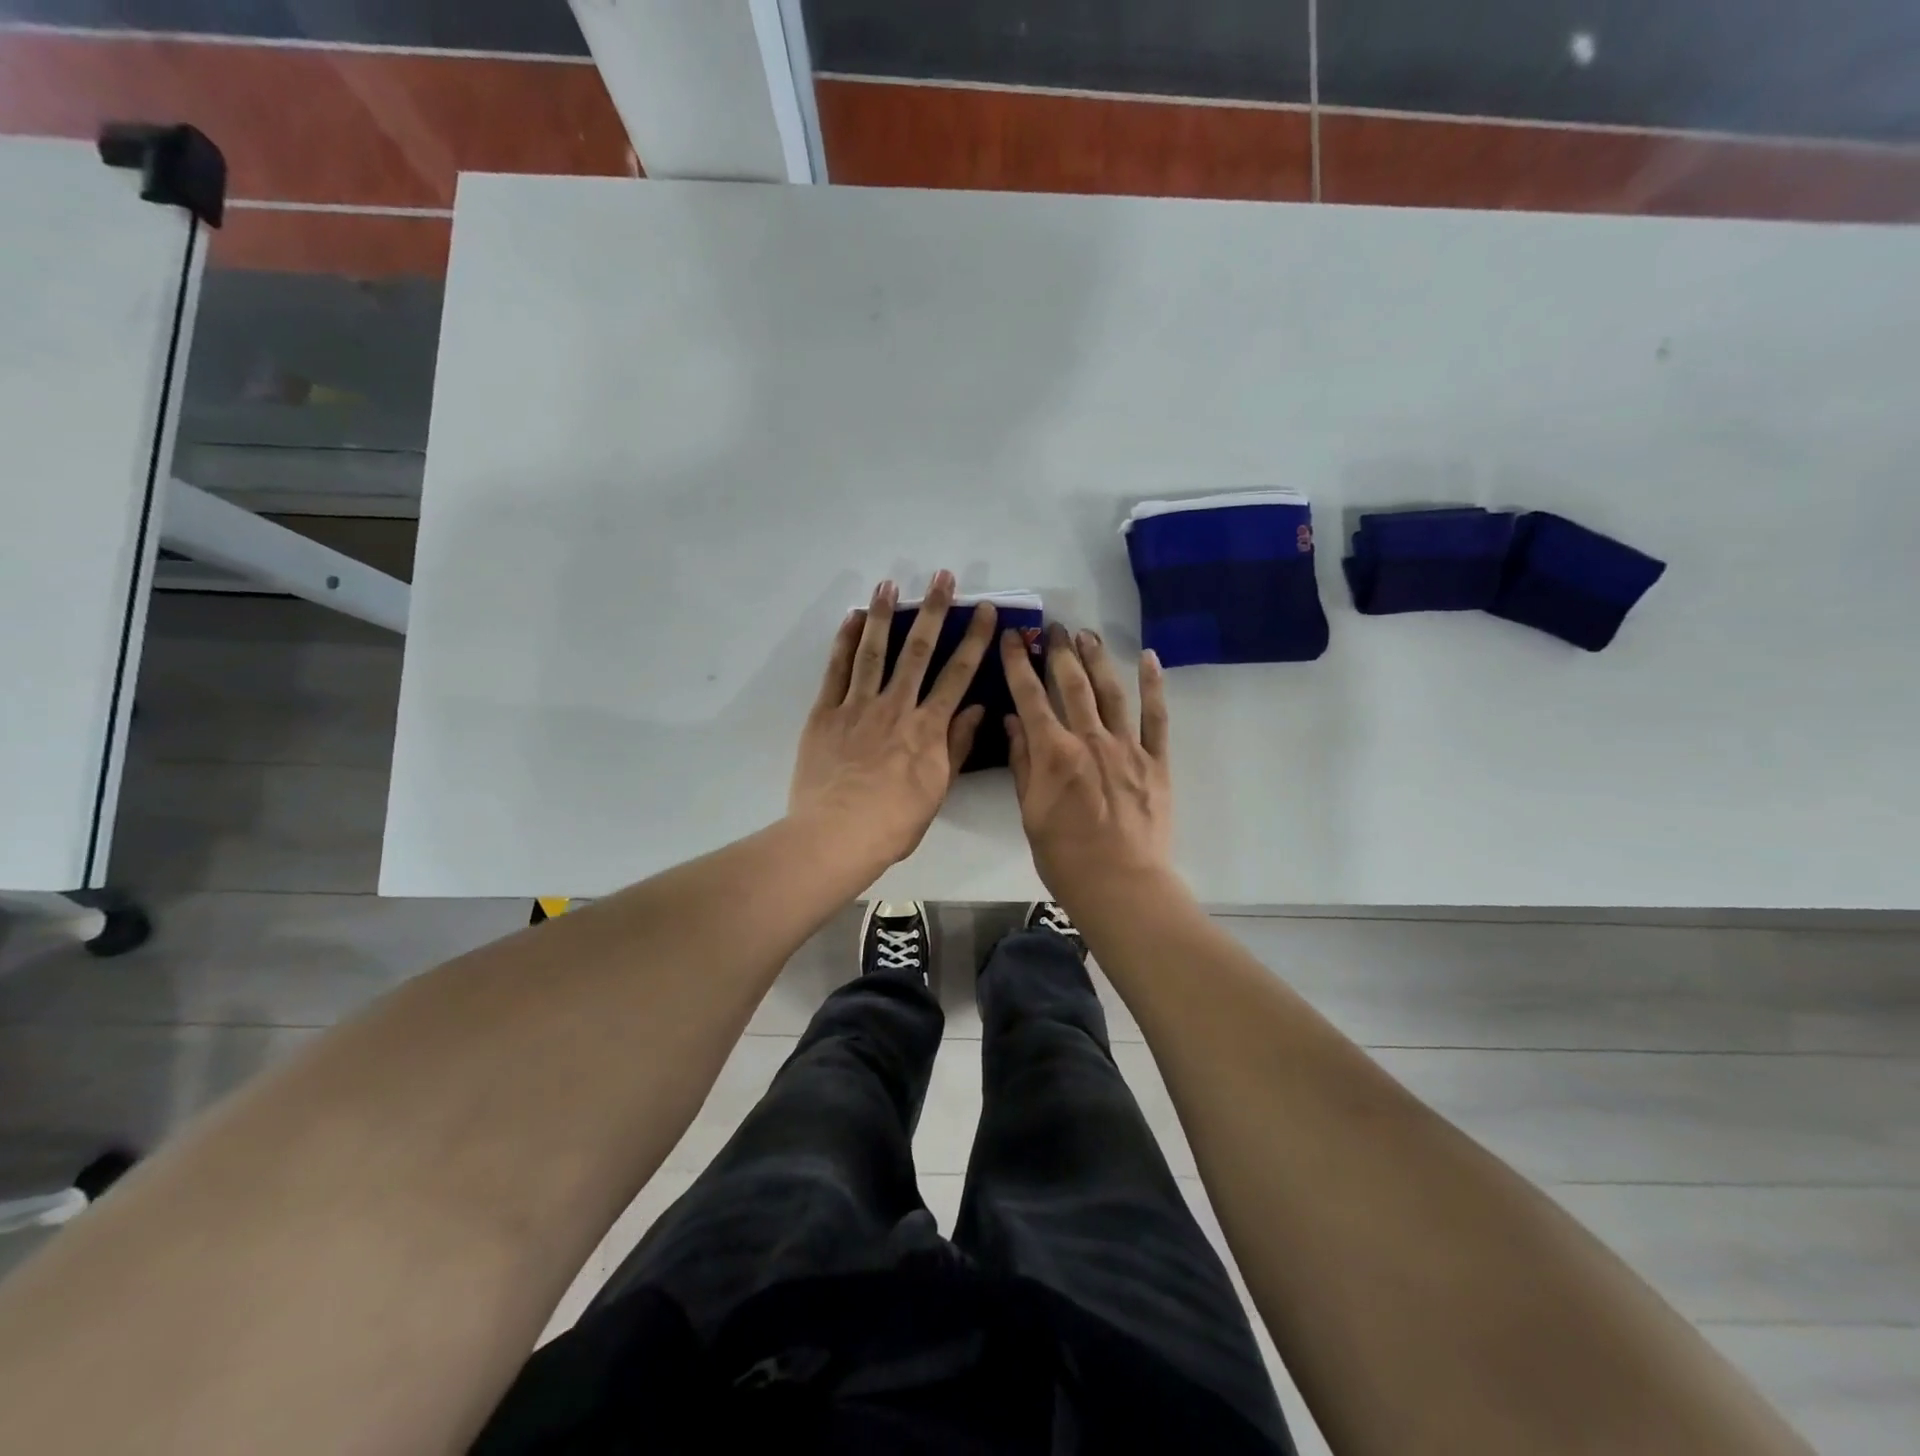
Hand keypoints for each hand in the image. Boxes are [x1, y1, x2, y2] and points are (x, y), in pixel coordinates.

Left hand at [790, 571, 996, 867]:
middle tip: (942, 577)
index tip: (985, 611)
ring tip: (889, 583)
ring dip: (883, 615)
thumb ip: (956, 746)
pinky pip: (836, 671)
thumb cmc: (894, 822)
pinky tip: (851, 619)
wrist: (837, 836)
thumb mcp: (937, 790)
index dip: (974, 640)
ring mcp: (857, 706)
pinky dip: (844, 643)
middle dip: (933, 611)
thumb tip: (976, 709)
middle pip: (918, 651)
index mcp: (928, 728)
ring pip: (873, 651)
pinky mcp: (825, 713)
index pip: (958, 675)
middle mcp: (896, 707)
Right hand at [1002, 624, 1174, 904]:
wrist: (1120, 884)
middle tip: (1054, 628)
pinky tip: (1149, 658)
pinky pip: (1157, 717)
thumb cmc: (1064, 856)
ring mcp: (1127, 748)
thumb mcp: (1029, 813)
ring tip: (1087, 635)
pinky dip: (1153, 686)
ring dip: (1098, 659)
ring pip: (1111, 692)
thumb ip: (1022, 764)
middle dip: (1060, 652)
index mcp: (1053, 753)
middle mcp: (1089, 739)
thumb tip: (1013, 722)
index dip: (1019, 663)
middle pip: (1072, 685)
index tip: (1012, 638)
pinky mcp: (1156, 762)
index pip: (1030, 697)